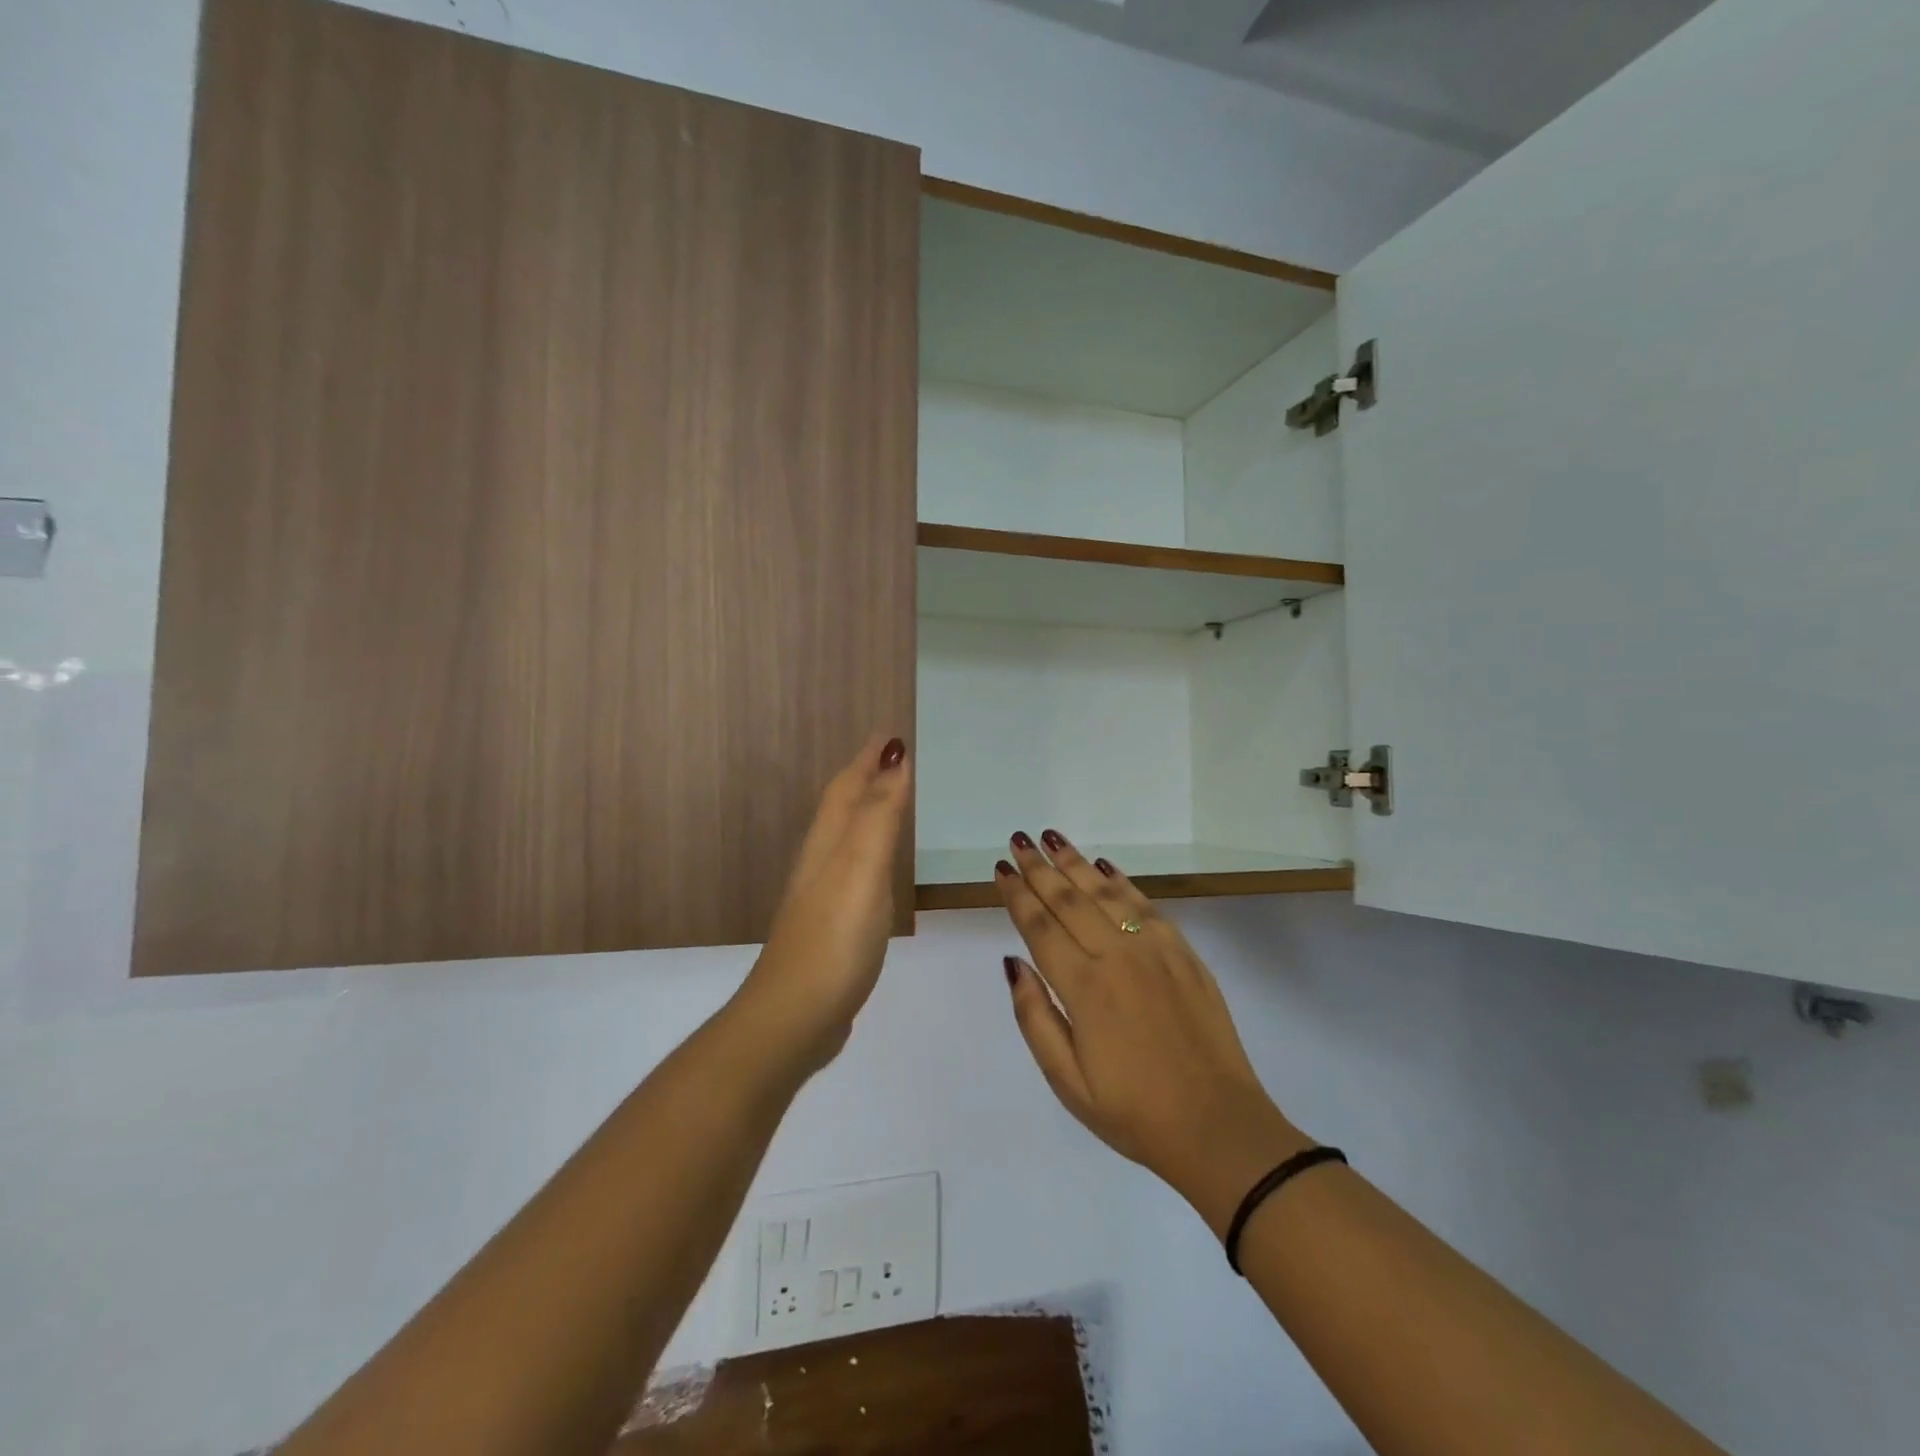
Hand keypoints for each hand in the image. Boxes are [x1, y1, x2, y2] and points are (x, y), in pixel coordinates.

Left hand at [735, 734, 911, 1079]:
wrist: (794, 1017)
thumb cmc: (834, 938)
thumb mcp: (862, 868)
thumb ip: (879, 814)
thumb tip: (894, 754)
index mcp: (828, 843)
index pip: (848, 786)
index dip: (869, 758)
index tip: (891, 732)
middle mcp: (820, 861)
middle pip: (841, 806)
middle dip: (865, 777)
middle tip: (893, 757)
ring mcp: (822, 895)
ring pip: (845, 837)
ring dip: (866, 811)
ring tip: (891, 799)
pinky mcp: (830, 926)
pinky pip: (853, 870)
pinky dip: (869, 852)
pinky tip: (878, 868)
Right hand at [996, 831, 1310, 1233]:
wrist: (1219, 1128)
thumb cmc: (1134, 1113)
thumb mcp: (1067, 1081)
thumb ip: (1035, 1017)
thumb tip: (1012, 963)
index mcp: (1085, 989)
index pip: (1040, 927)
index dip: (1017, 895)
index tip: (1001, 868)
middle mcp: (1118, 957)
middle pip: (1069, 900)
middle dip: (1040, 868)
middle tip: (1020, 840)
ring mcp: (1156, 950)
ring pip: (1107, 893)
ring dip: (1076, 863)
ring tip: (1053, 839)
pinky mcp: (1184, 953)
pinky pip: (1146, 905)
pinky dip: (1122, 881)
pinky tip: (1104, 866)